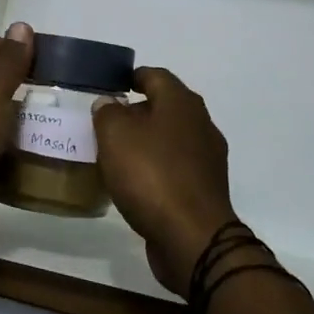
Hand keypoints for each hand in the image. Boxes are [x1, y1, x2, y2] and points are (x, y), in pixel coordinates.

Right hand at [94, 68, 237, 294]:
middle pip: (165, 107)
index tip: (111, 85)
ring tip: (116, 154)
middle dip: (137, 112)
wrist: (192, 237)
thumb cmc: (151, 175)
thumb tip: (109, 103)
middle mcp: (201, 124)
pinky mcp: (205, 189)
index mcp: (181, 103)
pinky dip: (155, 168)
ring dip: (146, 142)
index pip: (155, 76)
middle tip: (107, 123)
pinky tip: (135, 182)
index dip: (132, 76)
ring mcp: (207, 158)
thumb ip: (107, 112)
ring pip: (170, 139)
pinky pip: (175, 168)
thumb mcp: (115, 135)